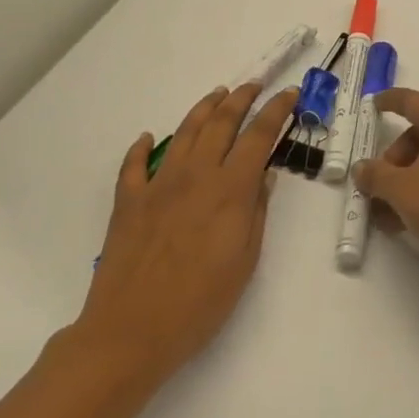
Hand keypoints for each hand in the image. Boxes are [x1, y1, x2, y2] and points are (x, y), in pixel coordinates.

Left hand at [70, 82, 297, 394]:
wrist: (130, 333)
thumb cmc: (199, 303)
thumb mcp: (246, 261)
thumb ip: (257, 212)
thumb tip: (264, 175)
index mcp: (230, 189)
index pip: (259, 135)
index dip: (276, 110)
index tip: (290, 92)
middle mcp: (196, 175)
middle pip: (222, 122)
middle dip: (241, 97)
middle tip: (254, 84)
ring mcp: (158, 185)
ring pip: (184, 132)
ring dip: (204, 108)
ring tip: (217, 94)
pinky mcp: (128, 202)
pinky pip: (133, 165)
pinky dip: (141, 146)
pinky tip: (147, 137)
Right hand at [355, 88, 418, 270]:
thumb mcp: (402, 191)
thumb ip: (377, 176)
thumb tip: (362, 167)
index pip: (412, 101)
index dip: (391, 101)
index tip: (375, 103)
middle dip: (398, 156)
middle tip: (380, 185)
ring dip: (413, 176)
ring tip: (393, 211)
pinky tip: (418, 216)